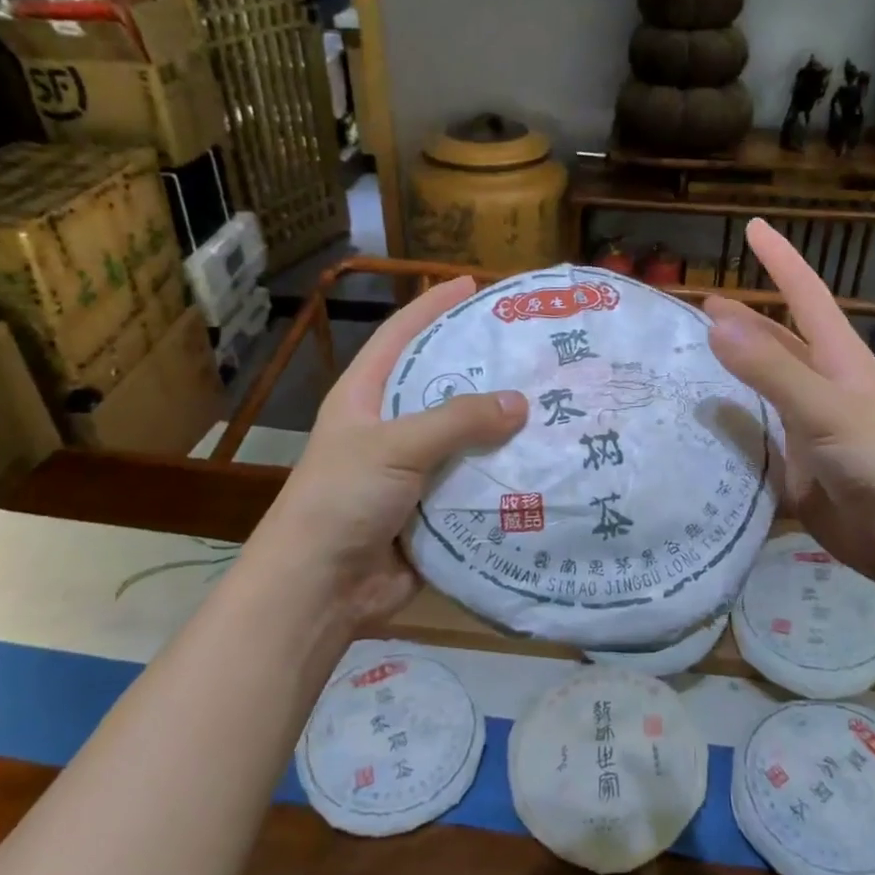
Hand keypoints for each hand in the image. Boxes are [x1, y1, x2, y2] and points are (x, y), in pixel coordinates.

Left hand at [256, 276, 526, 633]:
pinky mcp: (434, 509)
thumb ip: (457, 420)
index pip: (400, 336)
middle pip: (443, 386)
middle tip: (534, 351)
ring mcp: (414, 471)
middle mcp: (391, 428)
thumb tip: (520, 402)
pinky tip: (545, 463)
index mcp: (365, 397)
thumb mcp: (394, 447)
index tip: (472, 284)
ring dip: (503, 428)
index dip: (433, 306)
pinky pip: (476, 483)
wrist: (320, 590)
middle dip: (485, 370)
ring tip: (554, 403)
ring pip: (466, 439)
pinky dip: (505, 476)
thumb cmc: (342, 500)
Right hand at [705, 220, 874, 585]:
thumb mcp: (823, 407)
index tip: (753, 226)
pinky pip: (754, 435)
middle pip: (775, 341)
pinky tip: (697, 426)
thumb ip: (770, 368)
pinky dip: (728, 427)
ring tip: (685, 362)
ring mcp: (806, 425)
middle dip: (742, 320)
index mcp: (835, 358)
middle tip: (696, 308)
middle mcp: (819, 384)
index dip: (780, 259)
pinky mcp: (794, 463)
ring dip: (728, 374)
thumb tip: (715, 320)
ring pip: (760, 389)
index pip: (804, 294)